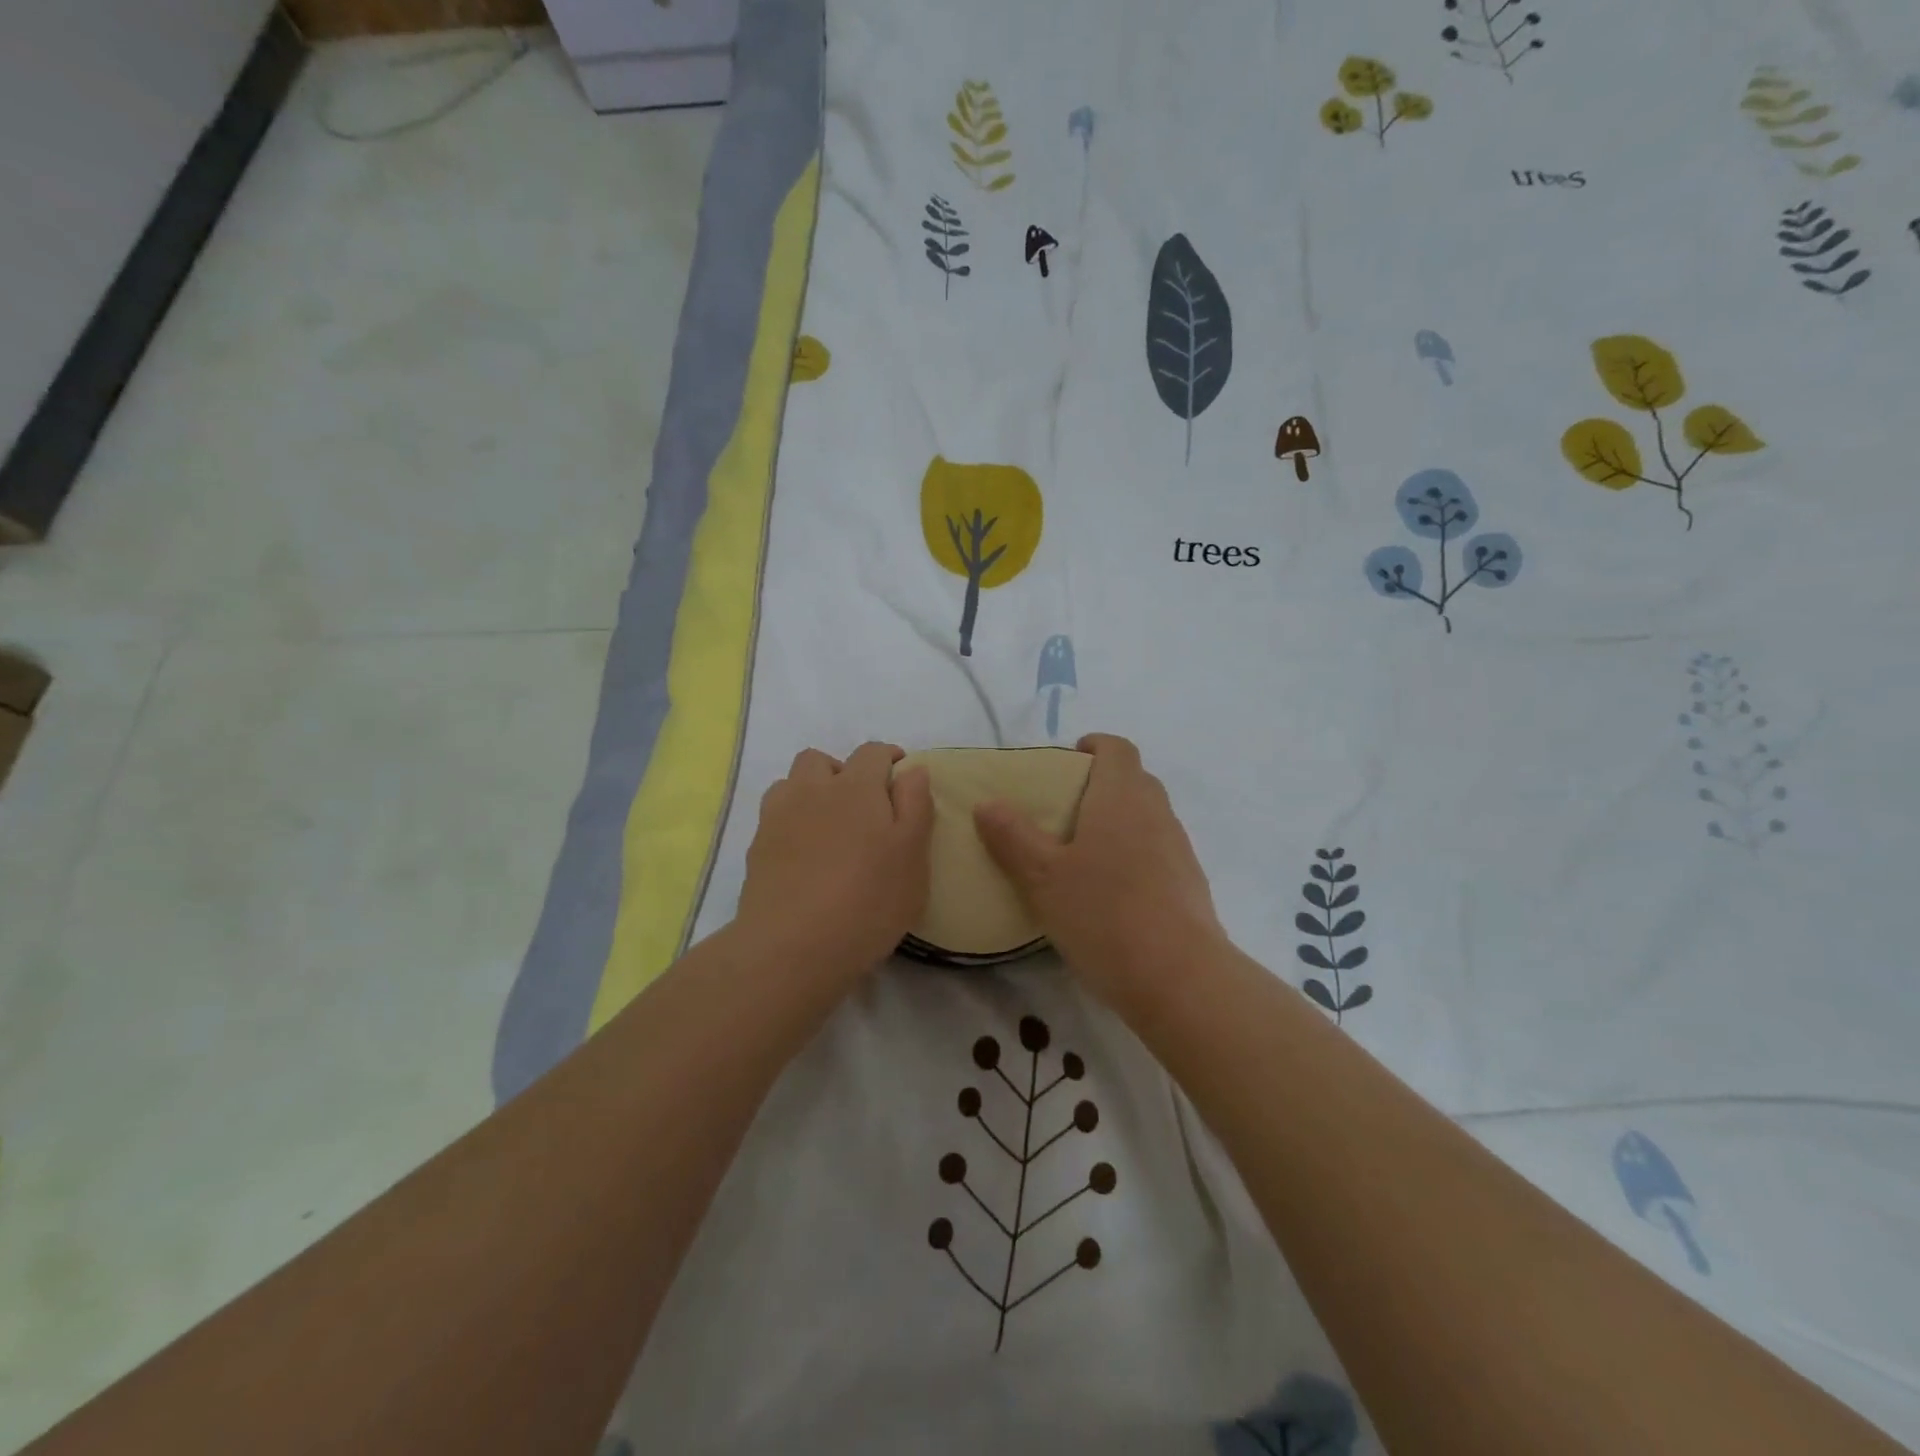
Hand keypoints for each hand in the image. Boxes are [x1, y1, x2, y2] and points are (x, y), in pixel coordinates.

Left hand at [733, 741, 933, 981]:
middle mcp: (812, 790)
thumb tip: (912, 770)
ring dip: (811, 792)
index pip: (871, 752)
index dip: (888, 757)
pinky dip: (791, 821)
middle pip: (821, 760)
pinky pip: (774, 816)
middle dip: (842, 771)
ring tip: (829, 826)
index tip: (900, 775)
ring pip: (792, 784)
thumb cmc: (868, 900)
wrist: (792, 946)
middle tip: (862, 806)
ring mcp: (778, 817)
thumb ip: (916, 805)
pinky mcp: (757, 848)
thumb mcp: (912, 856)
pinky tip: (805, 853)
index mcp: (856, 787)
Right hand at [973, 734, 1225, 1000]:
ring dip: (1117, 823)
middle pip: (1133, 780)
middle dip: (1100, 785)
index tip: (1067, 762)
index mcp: (1122, 796)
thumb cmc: (1103, 914)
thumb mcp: (1042, 877)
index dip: (1093, 746)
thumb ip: (1013, 837)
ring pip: (1146, 817)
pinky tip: (1109, 893)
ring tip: (1081, 856)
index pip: (1116, 747)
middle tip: (1062, 812)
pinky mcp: (1189, 884)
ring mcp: (1178, 848)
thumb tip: (988, 803)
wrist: (1179, 978)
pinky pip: (1157, 852)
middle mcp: (1156, 812)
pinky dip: (1133, 856)